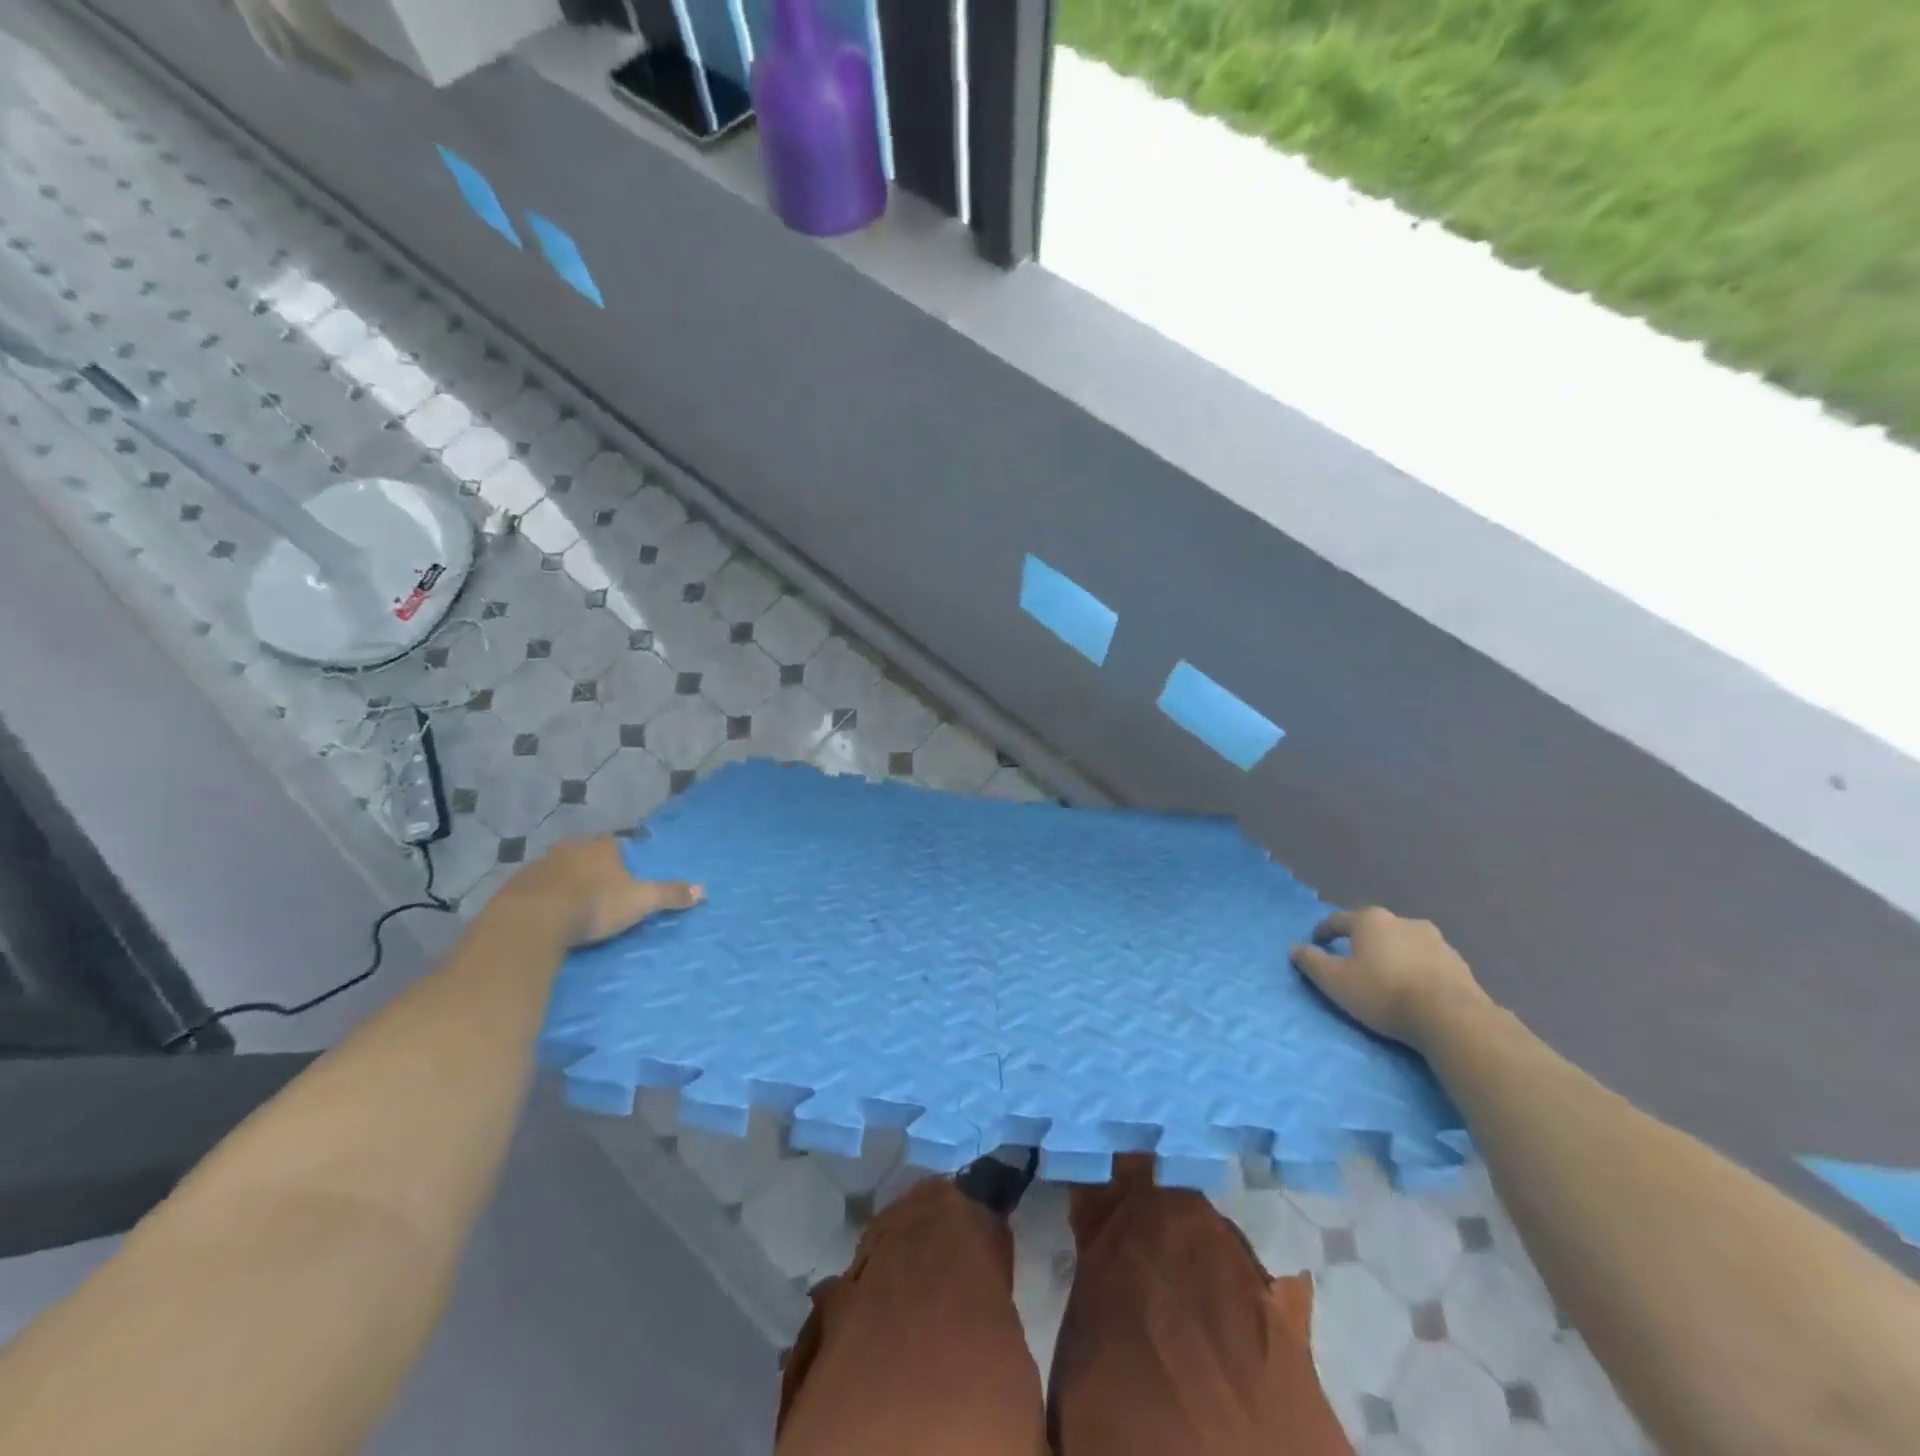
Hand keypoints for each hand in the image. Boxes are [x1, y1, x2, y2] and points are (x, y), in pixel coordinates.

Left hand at [497, 838, 702, 947]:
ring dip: (562, 882)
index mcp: (601, 849)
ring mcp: (539, 866)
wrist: (533, 920)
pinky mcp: (514, 887)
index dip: (617, 856)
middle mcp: (569, 849)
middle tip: (596, 888)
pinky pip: (532, 889)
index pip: (613, 843)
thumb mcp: (639, 902)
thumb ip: (669, 895)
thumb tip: (704, 890)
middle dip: (588, 866)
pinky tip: (543, 915)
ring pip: (555, 869)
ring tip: (569, 905)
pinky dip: (539, 898)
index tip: (621, 872)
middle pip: (582, 853)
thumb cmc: (594, 905)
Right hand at [1290, 907, 1489, 1049]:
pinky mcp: (1458, 963)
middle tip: (1354, 962)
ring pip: (1404, 943)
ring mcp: (1436, 940)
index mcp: (1370, 921)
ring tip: (1388, 977)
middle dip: (1362, 942)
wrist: (1452, 1017)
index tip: (1317, 943)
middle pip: (1374, 929)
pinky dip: (1417, 969)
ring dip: (1393, 955)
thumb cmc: (1384, 993)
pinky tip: (1415, 989)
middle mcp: (1403, 921)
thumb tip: (1296, 949)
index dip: (1324, 932)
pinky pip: (1427, 961)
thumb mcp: (1335, 981)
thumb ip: (1312, 962)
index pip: (1338, 920)